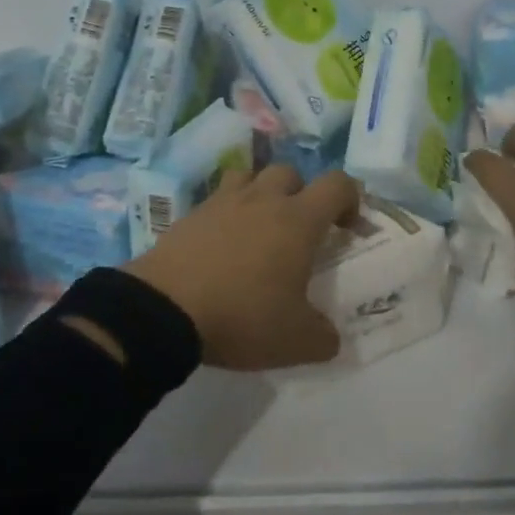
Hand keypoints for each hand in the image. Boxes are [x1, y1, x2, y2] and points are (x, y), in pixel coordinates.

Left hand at [124, 165, 360, 369]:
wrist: (164, 309)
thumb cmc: (242, 316)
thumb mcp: (296, 341)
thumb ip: (323, 336)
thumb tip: (330, 335)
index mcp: (297, 220)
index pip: (337, 184)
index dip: (350, 198)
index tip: (347, 228)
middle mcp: (262, 199)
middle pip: (290, 172)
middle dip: (301, 195)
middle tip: (299, 232)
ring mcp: (222, 202)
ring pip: (250, 176)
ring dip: (261, 194)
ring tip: (258, 228)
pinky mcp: (190, 214)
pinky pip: (217, 200)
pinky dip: (227, 214)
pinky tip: (222, 246)